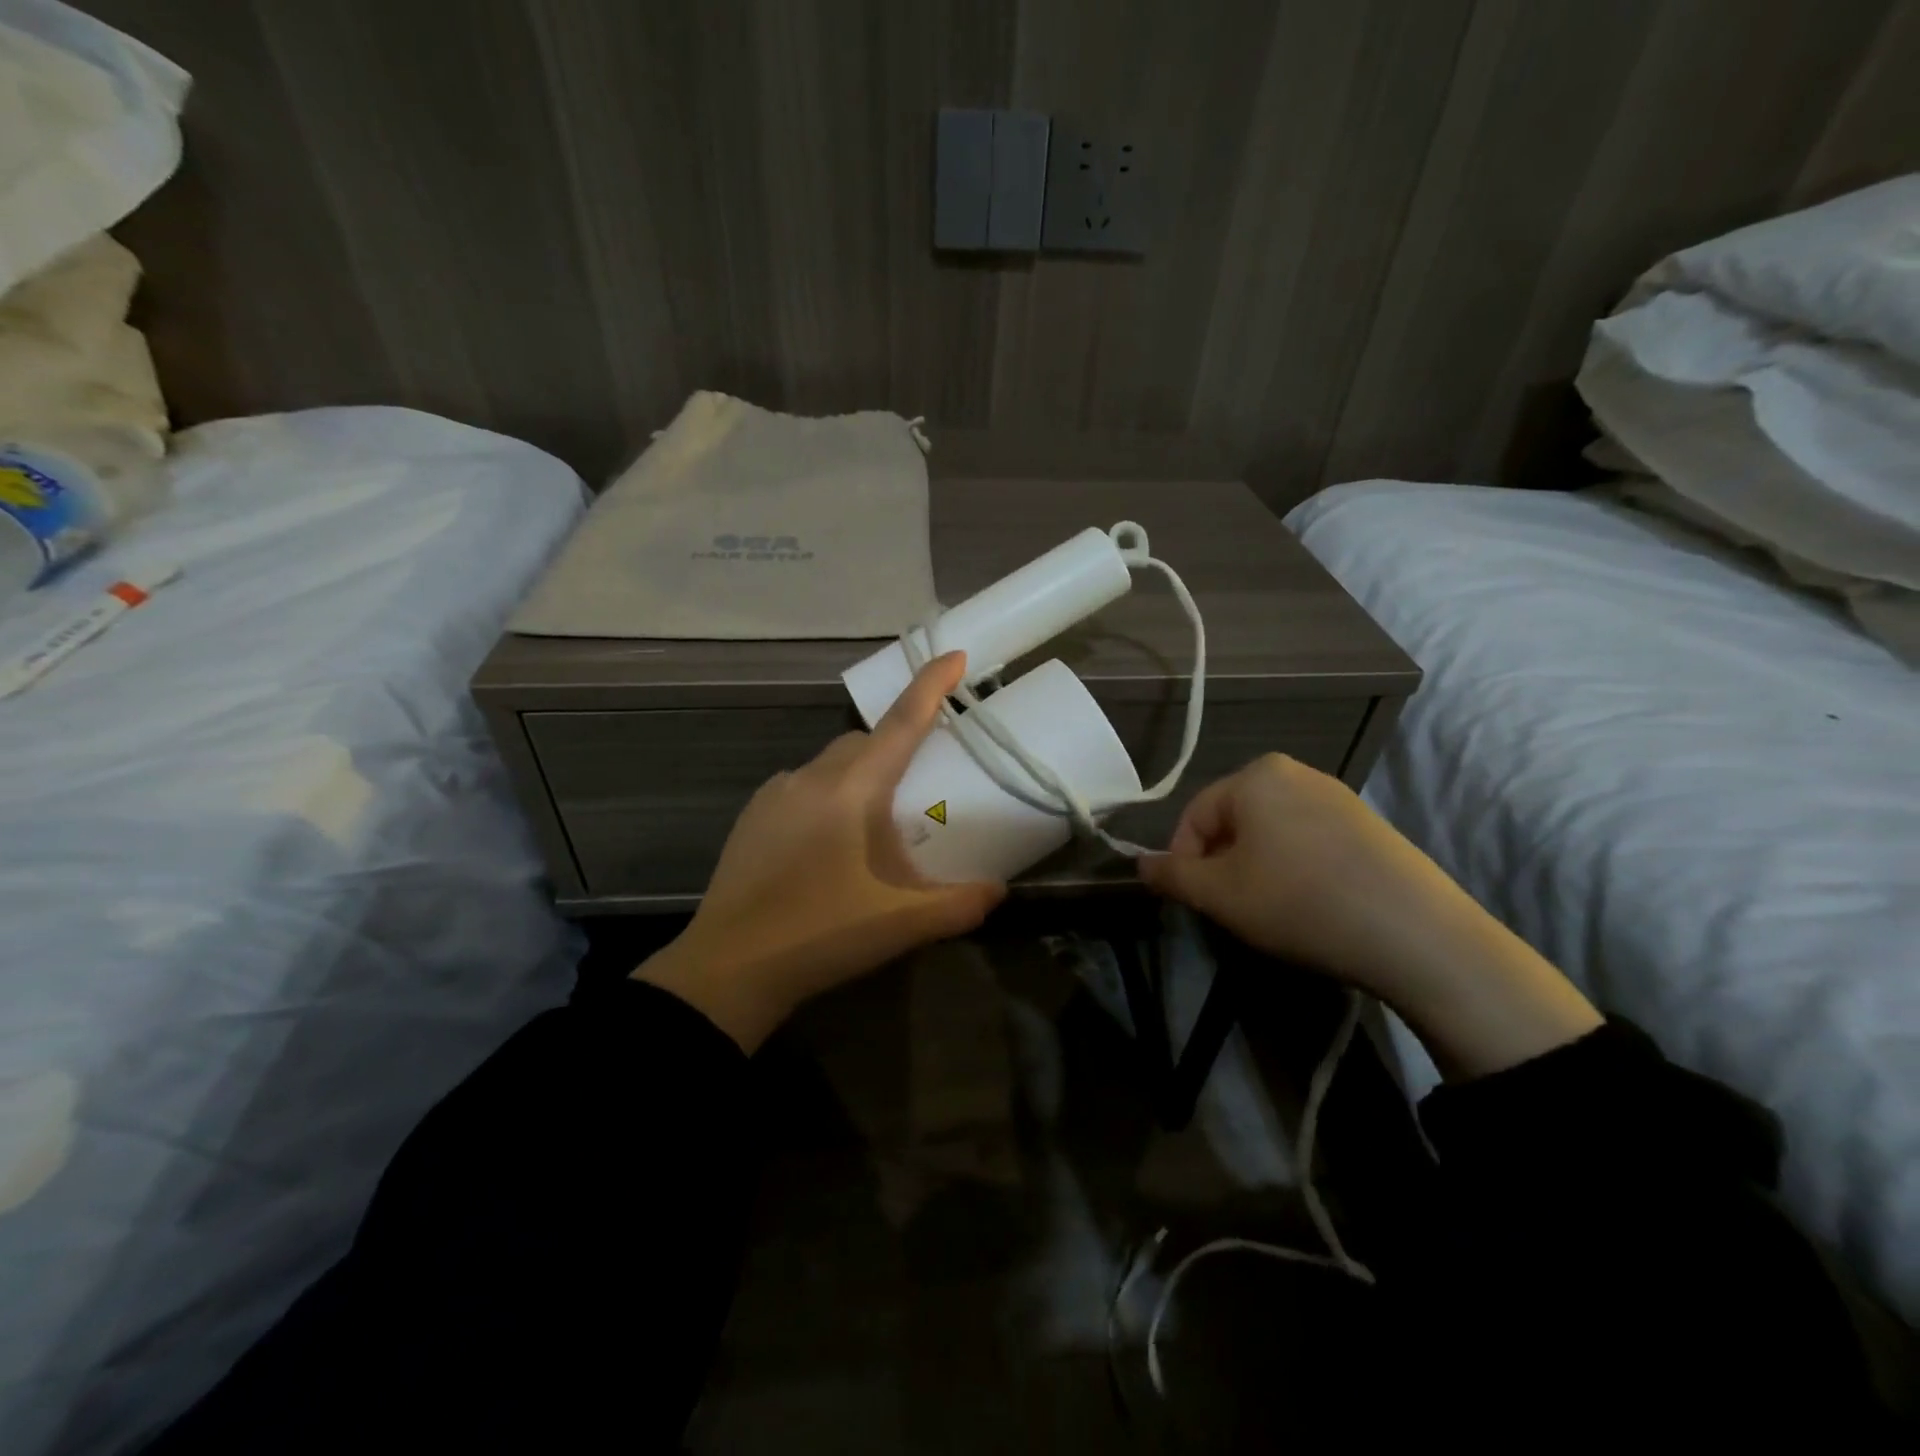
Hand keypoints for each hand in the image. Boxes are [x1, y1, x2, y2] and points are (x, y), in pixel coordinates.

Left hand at [636, 652, 1004, 1051]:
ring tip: (870, 829)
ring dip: (858, 777)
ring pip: (830, 764)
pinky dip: (825, 797)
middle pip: (864, 741)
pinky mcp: (751, 816)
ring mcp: (775, 793)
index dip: (931, 685)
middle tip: (917, 789)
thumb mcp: (903, 924)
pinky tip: (827, 845)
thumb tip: (999, 891)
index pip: (902, 722)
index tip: (954, 654)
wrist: (731, 968)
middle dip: (895, 746)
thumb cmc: (822, 935)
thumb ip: (960, 904)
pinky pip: (800, 788)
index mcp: (852, 789)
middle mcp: (812, 776)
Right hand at [1139, 754, 1600, 1078]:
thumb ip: (1171, 876)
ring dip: (1257, 869)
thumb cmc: (1299, 902)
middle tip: (1232, 909)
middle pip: (1233, 821)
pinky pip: (1309, 842)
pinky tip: (1311, 905)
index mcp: (1255, 775)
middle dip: (1223, 865)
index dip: (1184, 862)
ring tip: (1272, 911)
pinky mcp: (1370, 825)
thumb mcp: (1220, 895)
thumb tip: (1141, 865)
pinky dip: (1296, 870)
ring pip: (1271, 833)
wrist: (1417, 934)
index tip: (1194, 903)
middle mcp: (1296, 772)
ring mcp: (1338, 796)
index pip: (1194, 817)